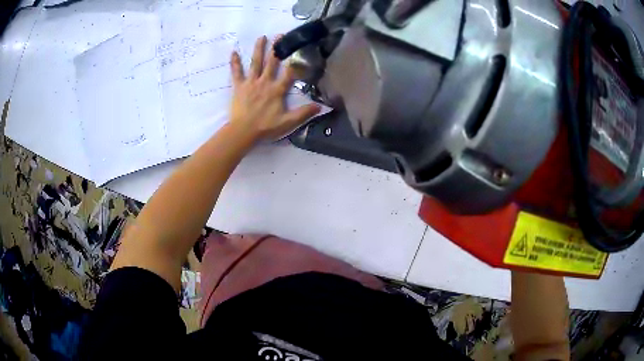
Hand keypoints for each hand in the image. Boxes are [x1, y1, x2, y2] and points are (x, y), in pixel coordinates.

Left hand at [229, 36, 320, 141]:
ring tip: (261, 37)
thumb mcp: (288, 122)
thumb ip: (303, 113)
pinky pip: (236, 72)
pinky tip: (233, 52)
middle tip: (280, 35)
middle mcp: (265, 82)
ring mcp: (251, 83)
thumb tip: (320, 106)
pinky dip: (235, 62)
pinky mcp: (239, 86)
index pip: (289, 73)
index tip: (300, 52)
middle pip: (272, 63)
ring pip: (255, 63)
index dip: (296, 63)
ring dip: (258, 49)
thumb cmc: (266, 127)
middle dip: (277, 49)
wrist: (243, 131)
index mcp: (277, 90)